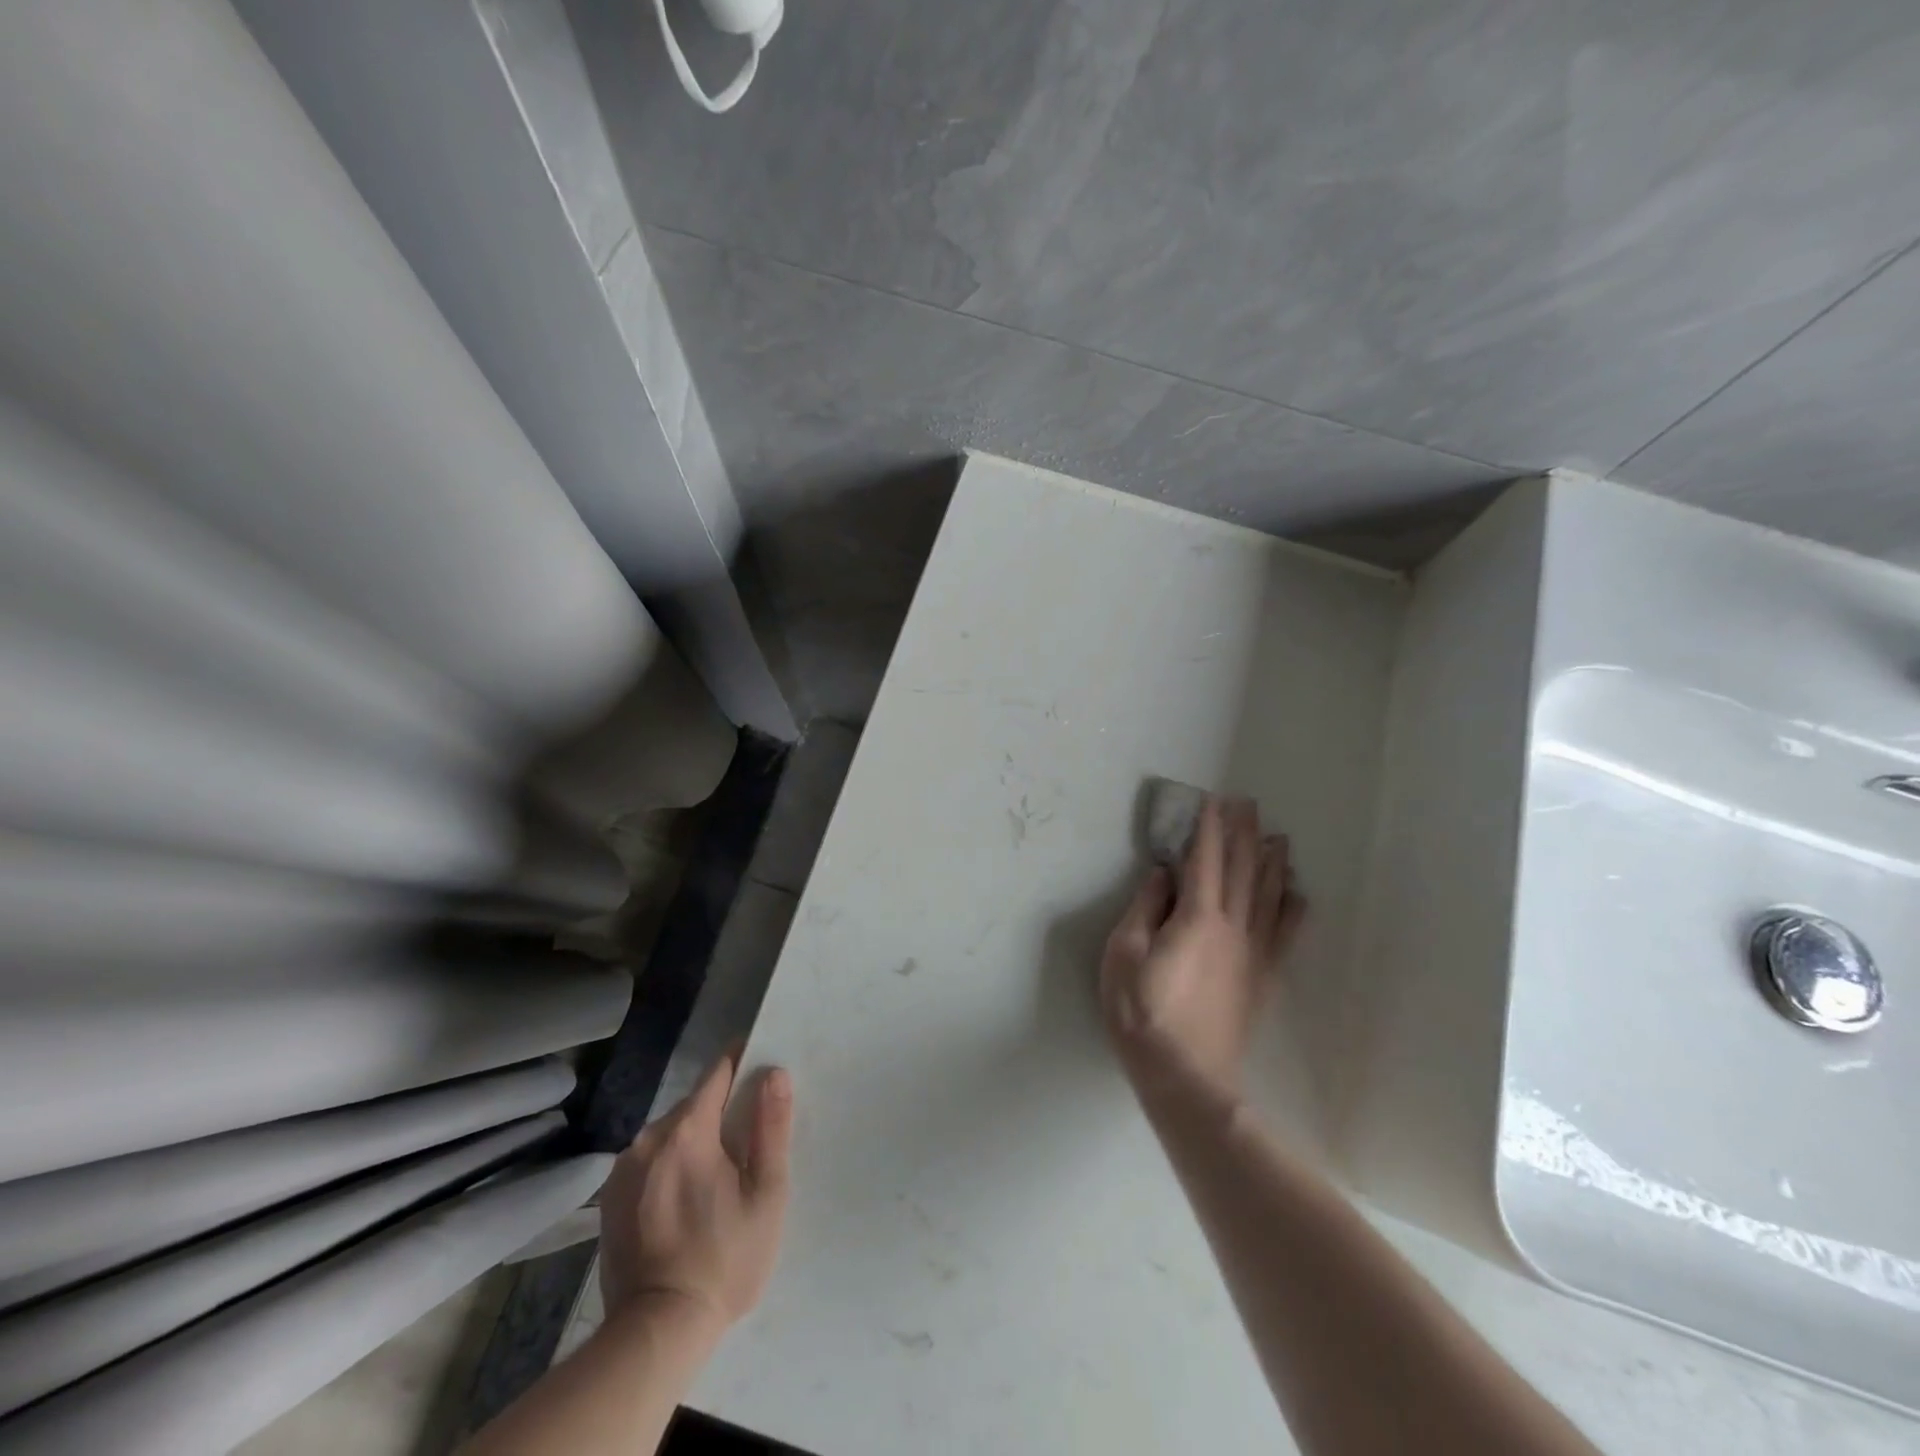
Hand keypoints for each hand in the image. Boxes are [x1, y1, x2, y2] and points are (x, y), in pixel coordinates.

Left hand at [598, 1049, 793, 1335]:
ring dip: (695, 1140)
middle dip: (721, 1112)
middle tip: (746, 1144)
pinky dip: (670, 1165)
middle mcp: (648, 1138)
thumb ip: (772, 1127)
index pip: (717, 1072)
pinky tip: (684, 1199)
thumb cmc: (724, 1259)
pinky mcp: (610, 1197)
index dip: (742, 1064)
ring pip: (671, 1132)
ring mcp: (623, 1169)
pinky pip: (650, 1160)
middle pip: (695, 1103)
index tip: (761, 1069)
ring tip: (716, 1178)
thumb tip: (774, 1073)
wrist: (656, 1332)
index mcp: (688, 1130)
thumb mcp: (766, 1194)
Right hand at [1100, 796, 1304, 1103]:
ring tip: (1279, 838)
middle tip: (1249, 804)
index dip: (1209, 829)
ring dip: (1273, 863)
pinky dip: (1293, 911)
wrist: (1185, 1076)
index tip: (1214, 801)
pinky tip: (1299, 896)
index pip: (1204, 861)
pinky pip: (1284, 936)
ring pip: (1268, 897)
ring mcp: (1252, 954)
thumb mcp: (1124, 954)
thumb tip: (1162, 874)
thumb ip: (1145, 908)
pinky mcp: (1262, 979)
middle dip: (1244, 834)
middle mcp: (1232, 927)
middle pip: (1241, 871)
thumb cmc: (1143, 1012)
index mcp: (1196, 917)